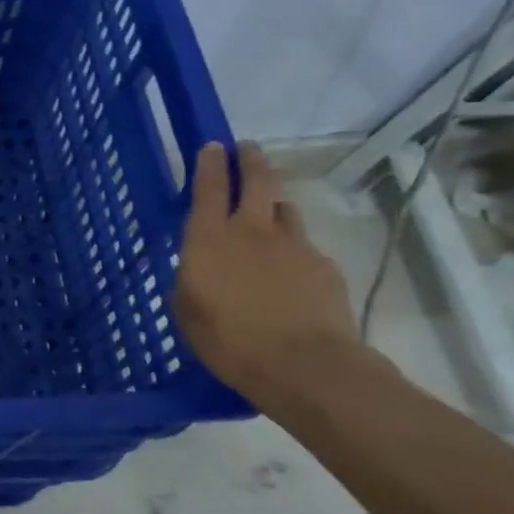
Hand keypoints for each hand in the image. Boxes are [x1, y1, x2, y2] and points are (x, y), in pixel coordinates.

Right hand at [175, 142, 360, 403]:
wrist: (306, 367)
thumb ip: (192, 278)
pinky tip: (290, 270)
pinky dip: (294, 248)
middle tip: (247, 150)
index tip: (213, 146)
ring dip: (275, 204)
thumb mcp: (188, 309)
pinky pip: (305, 246)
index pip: (210, 187)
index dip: (211, 164)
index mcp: (210, 239)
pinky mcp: (325, 267)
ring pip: (285, 209)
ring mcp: (295, 246)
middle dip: (251, 160)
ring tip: (269, 211)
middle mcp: (252, 231)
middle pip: (258, 181)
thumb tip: (201, 267)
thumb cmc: (228, 340)